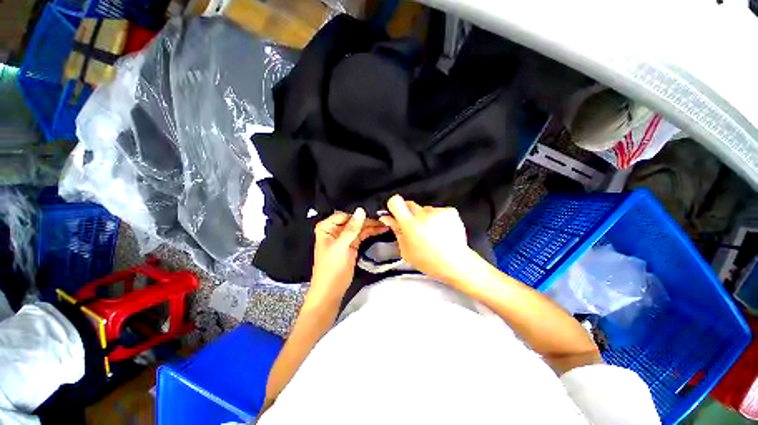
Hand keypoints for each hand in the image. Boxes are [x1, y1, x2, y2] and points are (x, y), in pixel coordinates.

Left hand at [310, 208, 387, 301]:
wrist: (331, 291)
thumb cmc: (330, 269)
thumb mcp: (340, 247)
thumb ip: (351, 229)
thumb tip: (360, 211)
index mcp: (326, 227)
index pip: (344, 215)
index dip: (358, 215)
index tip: (373, 214)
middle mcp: (335, 230)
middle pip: (354, 220)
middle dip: (367, 220)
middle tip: (383, 220)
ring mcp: (344, 237)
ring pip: (360, 227)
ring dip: (372, 226)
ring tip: (385, 224)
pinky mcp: (352, 244)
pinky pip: (362, 234)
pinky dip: (371, 232)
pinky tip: (380, 230)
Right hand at [379, 195, 477, 283]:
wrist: (456, 263)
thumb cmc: (429, 261)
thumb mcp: (406, 250)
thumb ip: (396, 231)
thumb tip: (387, 218)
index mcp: (410, 225)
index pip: (396, 201)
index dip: (393, 205)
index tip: (395, 212)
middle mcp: (424, 215)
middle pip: (409, 204)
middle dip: (408, 213)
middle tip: (413, 227)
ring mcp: (438, 212)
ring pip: (424, 208)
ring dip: (424, 217)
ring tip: (430, 232)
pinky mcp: (450, 211)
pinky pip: (437, 210)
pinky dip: (437, 218)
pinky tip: (440, 230)